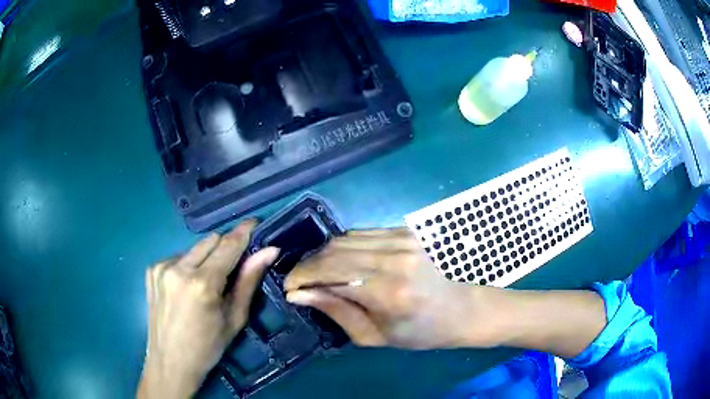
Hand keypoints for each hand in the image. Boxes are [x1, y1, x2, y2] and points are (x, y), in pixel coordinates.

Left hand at [138, 220, 278, 398]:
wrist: (170, 362)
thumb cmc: (208, 347)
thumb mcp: (234, 319)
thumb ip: (249, 281)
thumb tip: (269, 251)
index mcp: (202, 284)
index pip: (228, 245)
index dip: (244, 232)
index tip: (255, 223)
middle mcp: (178, 268)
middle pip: (210, 240)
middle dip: (225, 247)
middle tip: (234, 267)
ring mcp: (161, 266)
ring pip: (194, 248)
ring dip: (207, 257)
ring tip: (208, 283)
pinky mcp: (152, 269)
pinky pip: (179, 256)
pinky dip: (189, 265)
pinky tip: (188, 287)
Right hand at [284, 228, 496, 349]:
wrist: (461, 309)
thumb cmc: (419, 332)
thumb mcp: (373, 335)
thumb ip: (335, 310)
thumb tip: (298, 294)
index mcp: (389, 291)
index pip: (330, 272)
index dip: (301, 277)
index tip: (289, 287)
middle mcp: (395, 258)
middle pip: (333, 250)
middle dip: (308, 265)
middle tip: (300, 283)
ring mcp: (403, 239)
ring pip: (344, 238)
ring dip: (324, 255)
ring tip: (319, 273)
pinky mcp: (406, 232)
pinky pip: (361, 234)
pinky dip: (344, 247)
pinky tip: (342, 262)